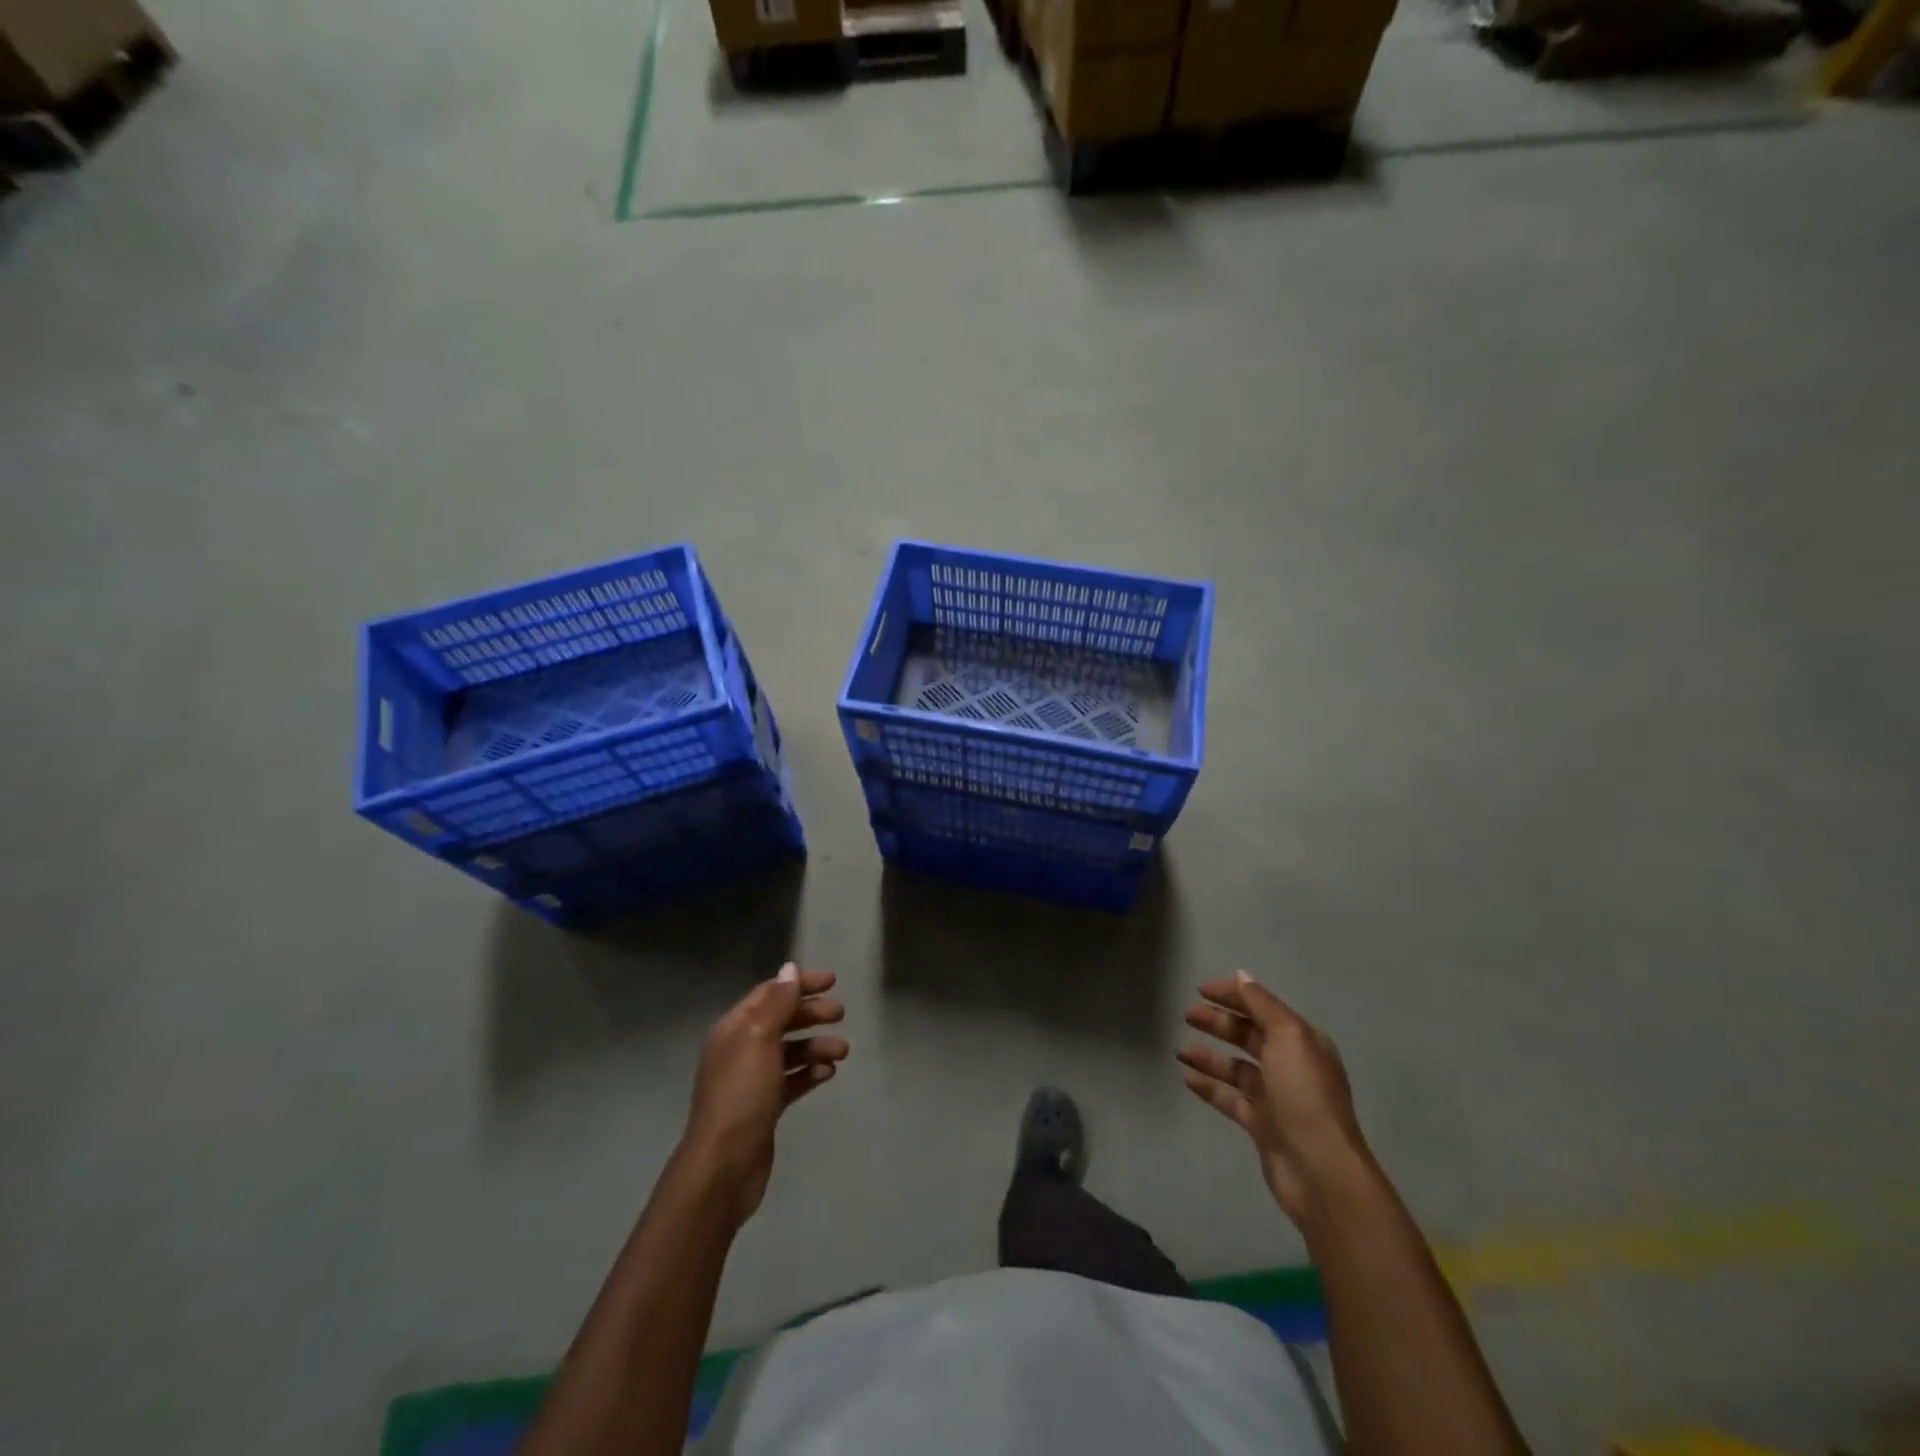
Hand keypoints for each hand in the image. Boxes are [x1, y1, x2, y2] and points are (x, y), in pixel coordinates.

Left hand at [682, 963, 846, 1228]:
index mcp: (734, 1028)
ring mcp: (752, 1080)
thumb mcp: (760, 1038)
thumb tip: (790, 968)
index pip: (770, 993)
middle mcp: (740, 1049)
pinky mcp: (764, 1107)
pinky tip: (828, 1073)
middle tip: (841, 1014)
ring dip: (816, 1045)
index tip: (833, 981)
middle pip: (781, 1020)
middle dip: (811, 1013)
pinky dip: (809, 1072)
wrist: (723, 1165)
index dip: (800, 984)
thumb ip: (778, 1002)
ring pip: (789, 1051)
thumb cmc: (742, 1094)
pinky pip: (792, 1080)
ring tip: (842, 1051)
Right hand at [1178, 970, 1367, 1226]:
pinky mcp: (1262, 1125)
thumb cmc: (1304, 1094)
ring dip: (1209, 1056)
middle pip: (1249, 1035)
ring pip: (1236, 1067)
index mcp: (1303, 1041)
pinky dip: (1210, 1086)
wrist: (1320, 1170)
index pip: (1263, 1008)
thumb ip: (1262, 1004)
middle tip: (1187, 1015)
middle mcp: (1291, 1066)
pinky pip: (1231, 1098)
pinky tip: (1187, 1078)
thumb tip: (1241, 976)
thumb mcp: (1288, 1037)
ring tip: (1179, 1050)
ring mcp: (1276, 1097)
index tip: (1201, 989)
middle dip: (1219, 1023)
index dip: (1233, 995)